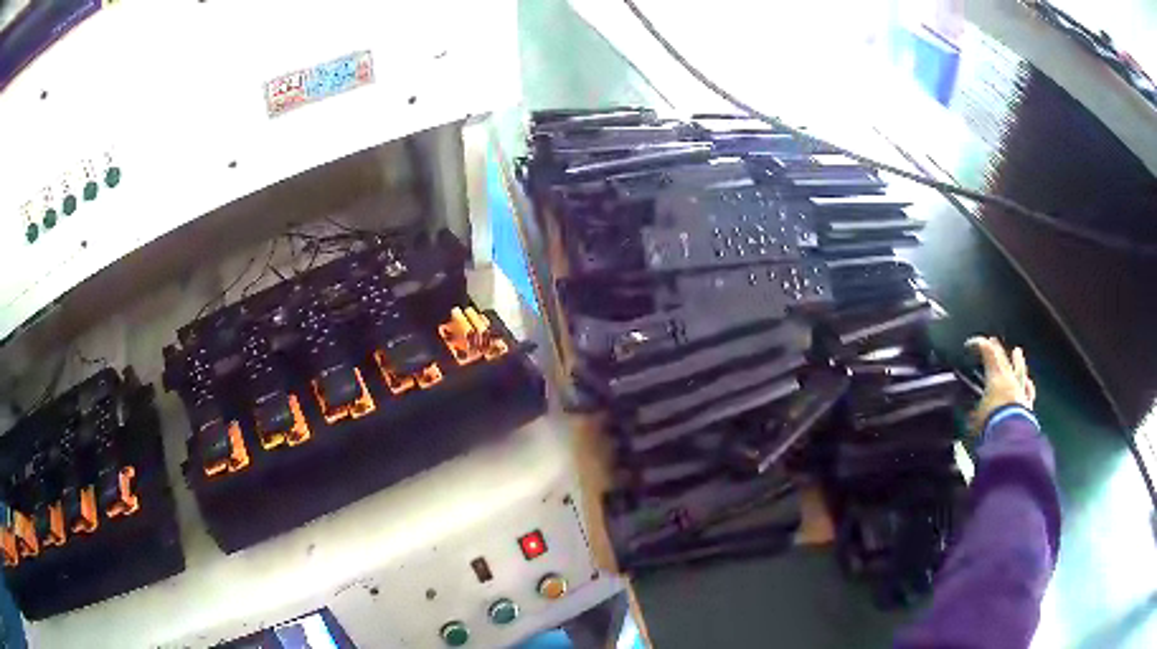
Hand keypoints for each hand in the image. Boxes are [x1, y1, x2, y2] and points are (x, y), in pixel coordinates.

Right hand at [965, 336, 1035, 434]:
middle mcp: (1009, 377)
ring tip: (1017, 350)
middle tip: (992, 340)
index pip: (987, 351)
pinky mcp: (1027, 403)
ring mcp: (1020, 389)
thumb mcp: (973, 417)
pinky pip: (1028, 390)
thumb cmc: (990, 422)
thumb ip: (970, 410)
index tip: (969, 345)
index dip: (978, 344)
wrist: (1011, 436)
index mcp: (995, 375)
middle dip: (996, 347)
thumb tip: (965, 408)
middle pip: (1003, 357)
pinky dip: (1027, 385)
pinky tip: (1028, 382)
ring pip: (1019, 369)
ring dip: (1017, 360)